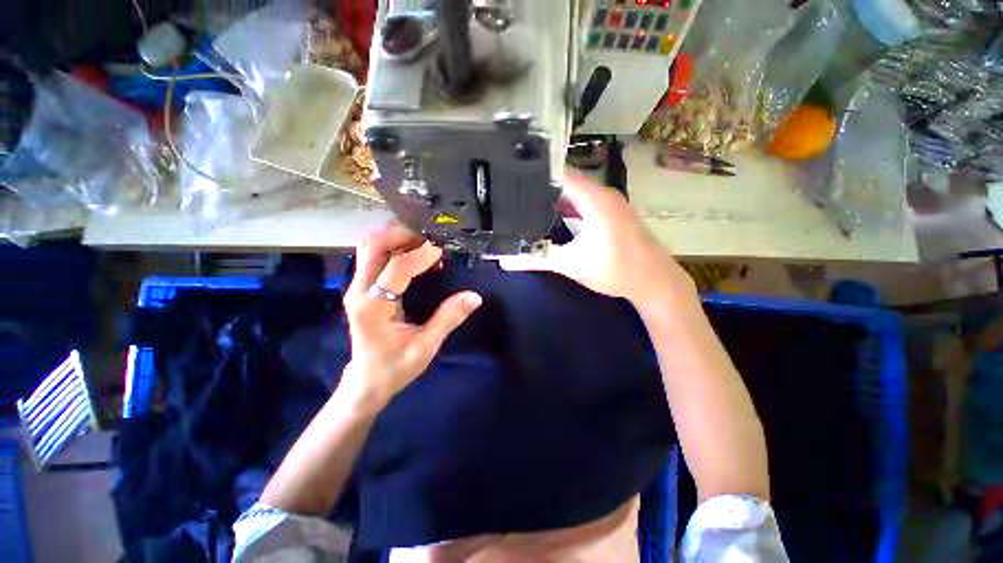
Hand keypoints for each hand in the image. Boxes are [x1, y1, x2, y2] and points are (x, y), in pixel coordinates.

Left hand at [340, 224, 481, 410]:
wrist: (367, 381)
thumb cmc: (395, 367)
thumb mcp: (425, 346)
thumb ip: (448, 318)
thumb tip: (475, 296)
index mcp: (373, 307)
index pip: (396, 269)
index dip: (421, 255)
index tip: (443, 248)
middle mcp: (359, 291)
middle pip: (374, 247)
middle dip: (402, 234)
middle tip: (431, 236)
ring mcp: (357, 288)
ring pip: (371, 248)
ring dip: (397, 237)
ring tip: (424, 240)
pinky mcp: (363, 288)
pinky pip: (375, 257)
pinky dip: (394, 247)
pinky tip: (414, 251)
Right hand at [499, 169, 693, 308]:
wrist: (655, 281)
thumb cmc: (615, 270)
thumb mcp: (571, 264)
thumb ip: (537, 258)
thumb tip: (505, 261)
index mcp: (594, 199)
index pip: (559, 174)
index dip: (535, 173)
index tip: (511, 176)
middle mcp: (603, 194)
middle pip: (567, 181)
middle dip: (541, 186)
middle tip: (513, 191)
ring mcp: (610, 203)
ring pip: (576, 192)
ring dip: (555, 197)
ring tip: (527, 201)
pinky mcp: (613, 214)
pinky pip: (585, 202)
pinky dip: (568, 206)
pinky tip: (553, 214)